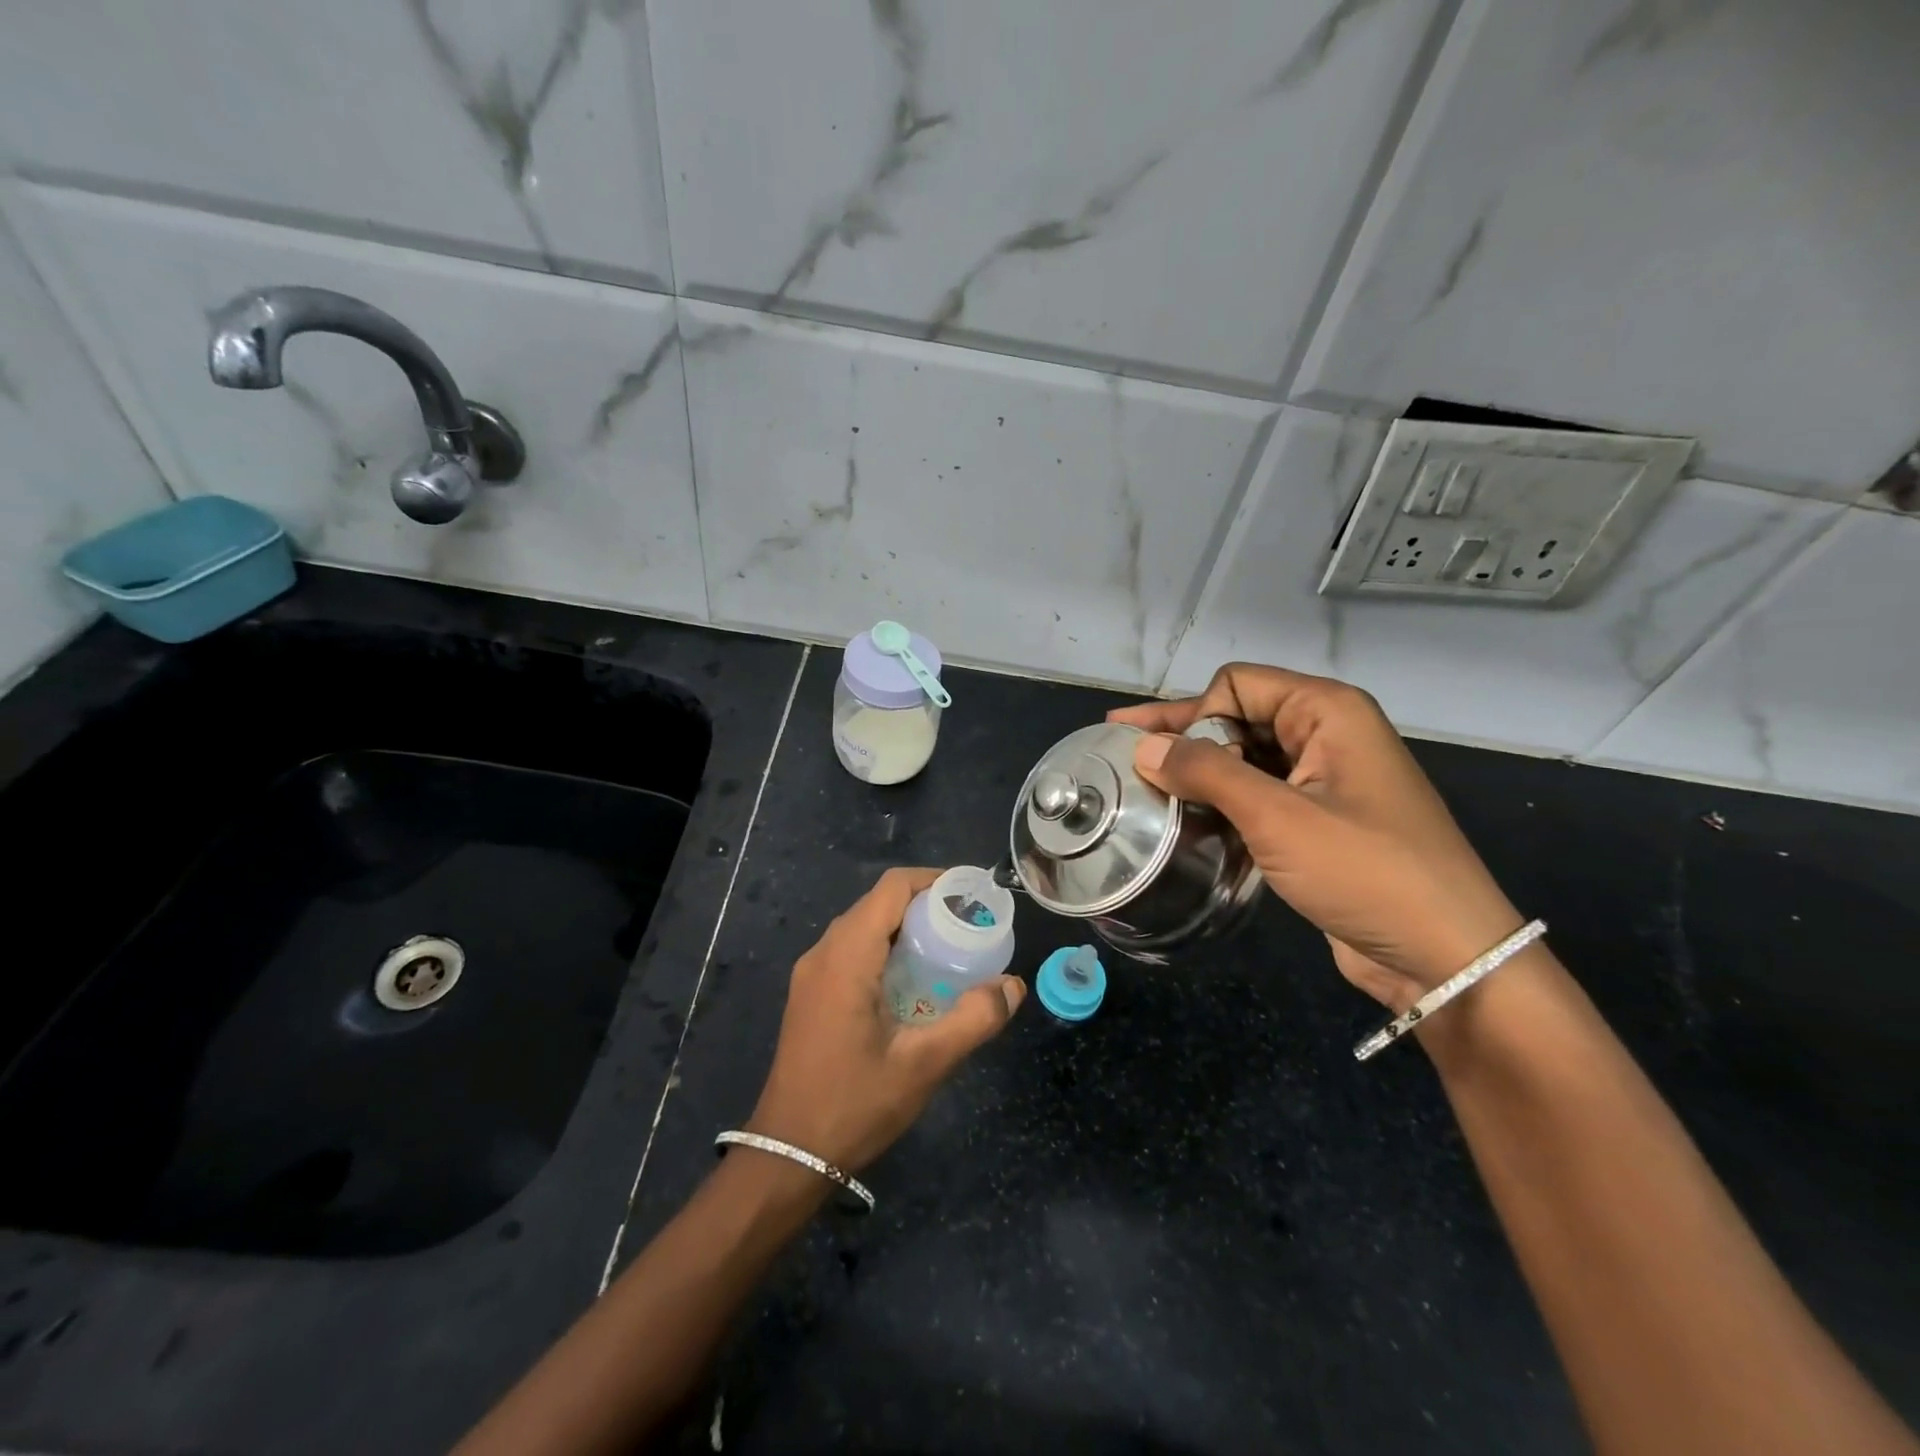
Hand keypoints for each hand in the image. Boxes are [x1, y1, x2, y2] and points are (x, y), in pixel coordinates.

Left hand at [746, 867, 1025, 1173]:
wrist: (787, 1154)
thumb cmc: (854, 1104)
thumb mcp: (924, 1065)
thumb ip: (973, 1020)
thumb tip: (1013, 985)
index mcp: (846, 956)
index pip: (892, 888)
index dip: (934, 880)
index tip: (973, 894)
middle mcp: (823, 953)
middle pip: (878, 903)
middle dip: (926, 905)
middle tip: (970, 926)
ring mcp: (812, 973)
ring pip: (864, 927)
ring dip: (906, 928)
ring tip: (950, 949)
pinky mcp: (811, 994)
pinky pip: (852, 950)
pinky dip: (887, 949)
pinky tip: (914, 981)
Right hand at [1109, 663, 1521, 1011]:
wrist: (1445, 956)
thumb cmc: (1365, 871)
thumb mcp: (1278, 816)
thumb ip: (1207, 773)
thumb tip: (1143, 748)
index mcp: (1328, 712)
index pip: (1237, 684)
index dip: (1193, 712)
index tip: (1158, 756)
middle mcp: (1328, 734)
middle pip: (1239, 716)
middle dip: (1183, 736)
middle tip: (1120, 751)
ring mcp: (1326, 779)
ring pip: (1246, 757)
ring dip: (1200, 771)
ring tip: (1145, 788)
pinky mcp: (1320, 820)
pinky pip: (1260, 793)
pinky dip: (1223, 801)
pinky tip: (1188, 818)